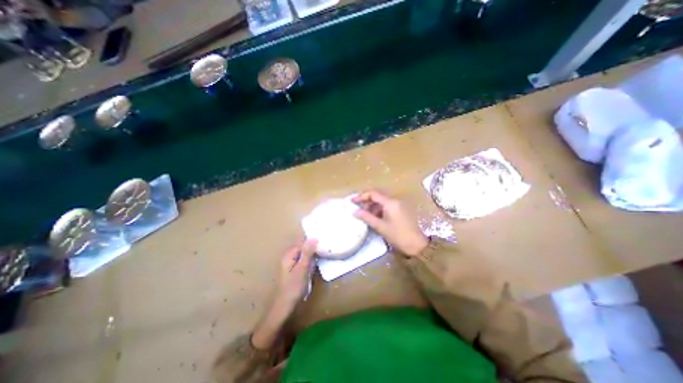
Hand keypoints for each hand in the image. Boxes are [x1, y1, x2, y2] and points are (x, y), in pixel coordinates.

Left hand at [250, 240, 317, 350]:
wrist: (284, 308)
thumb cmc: (293, 288)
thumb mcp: (302, 269)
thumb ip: (307, 252)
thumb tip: (313, 237)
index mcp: (289, 255)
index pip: (303, 242)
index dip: (313, 241)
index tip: (324, 242)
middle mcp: (290, 257)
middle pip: (304, 248)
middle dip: (314, 248)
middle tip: (326, 250)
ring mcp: (292, 265)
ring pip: (306, 255)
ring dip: (314, 255)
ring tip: (324, 255)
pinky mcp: (296, 271)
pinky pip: (305, 262)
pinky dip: (311, 262)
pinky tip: (317, 264)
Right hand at [351, 190, 425, 255]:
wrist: (416, 245)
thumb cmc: (397, 235)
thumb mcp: (380, 226)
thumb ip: (366, 217)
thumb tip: (354, 212)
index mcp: (390, 203)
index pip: (373, 194)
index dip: (362, 196)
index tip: (352, 201)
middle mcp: (395, 200)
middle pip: (378, 195)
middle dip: (367, 201)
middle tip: (358, 208)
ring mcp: (399, 205)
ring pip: (382, 201)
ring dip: (373, 206)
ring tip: (365, 215)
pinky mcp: (401, 210)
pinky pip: (387, 206)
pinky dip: (379, 209)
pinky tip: (375, 217)